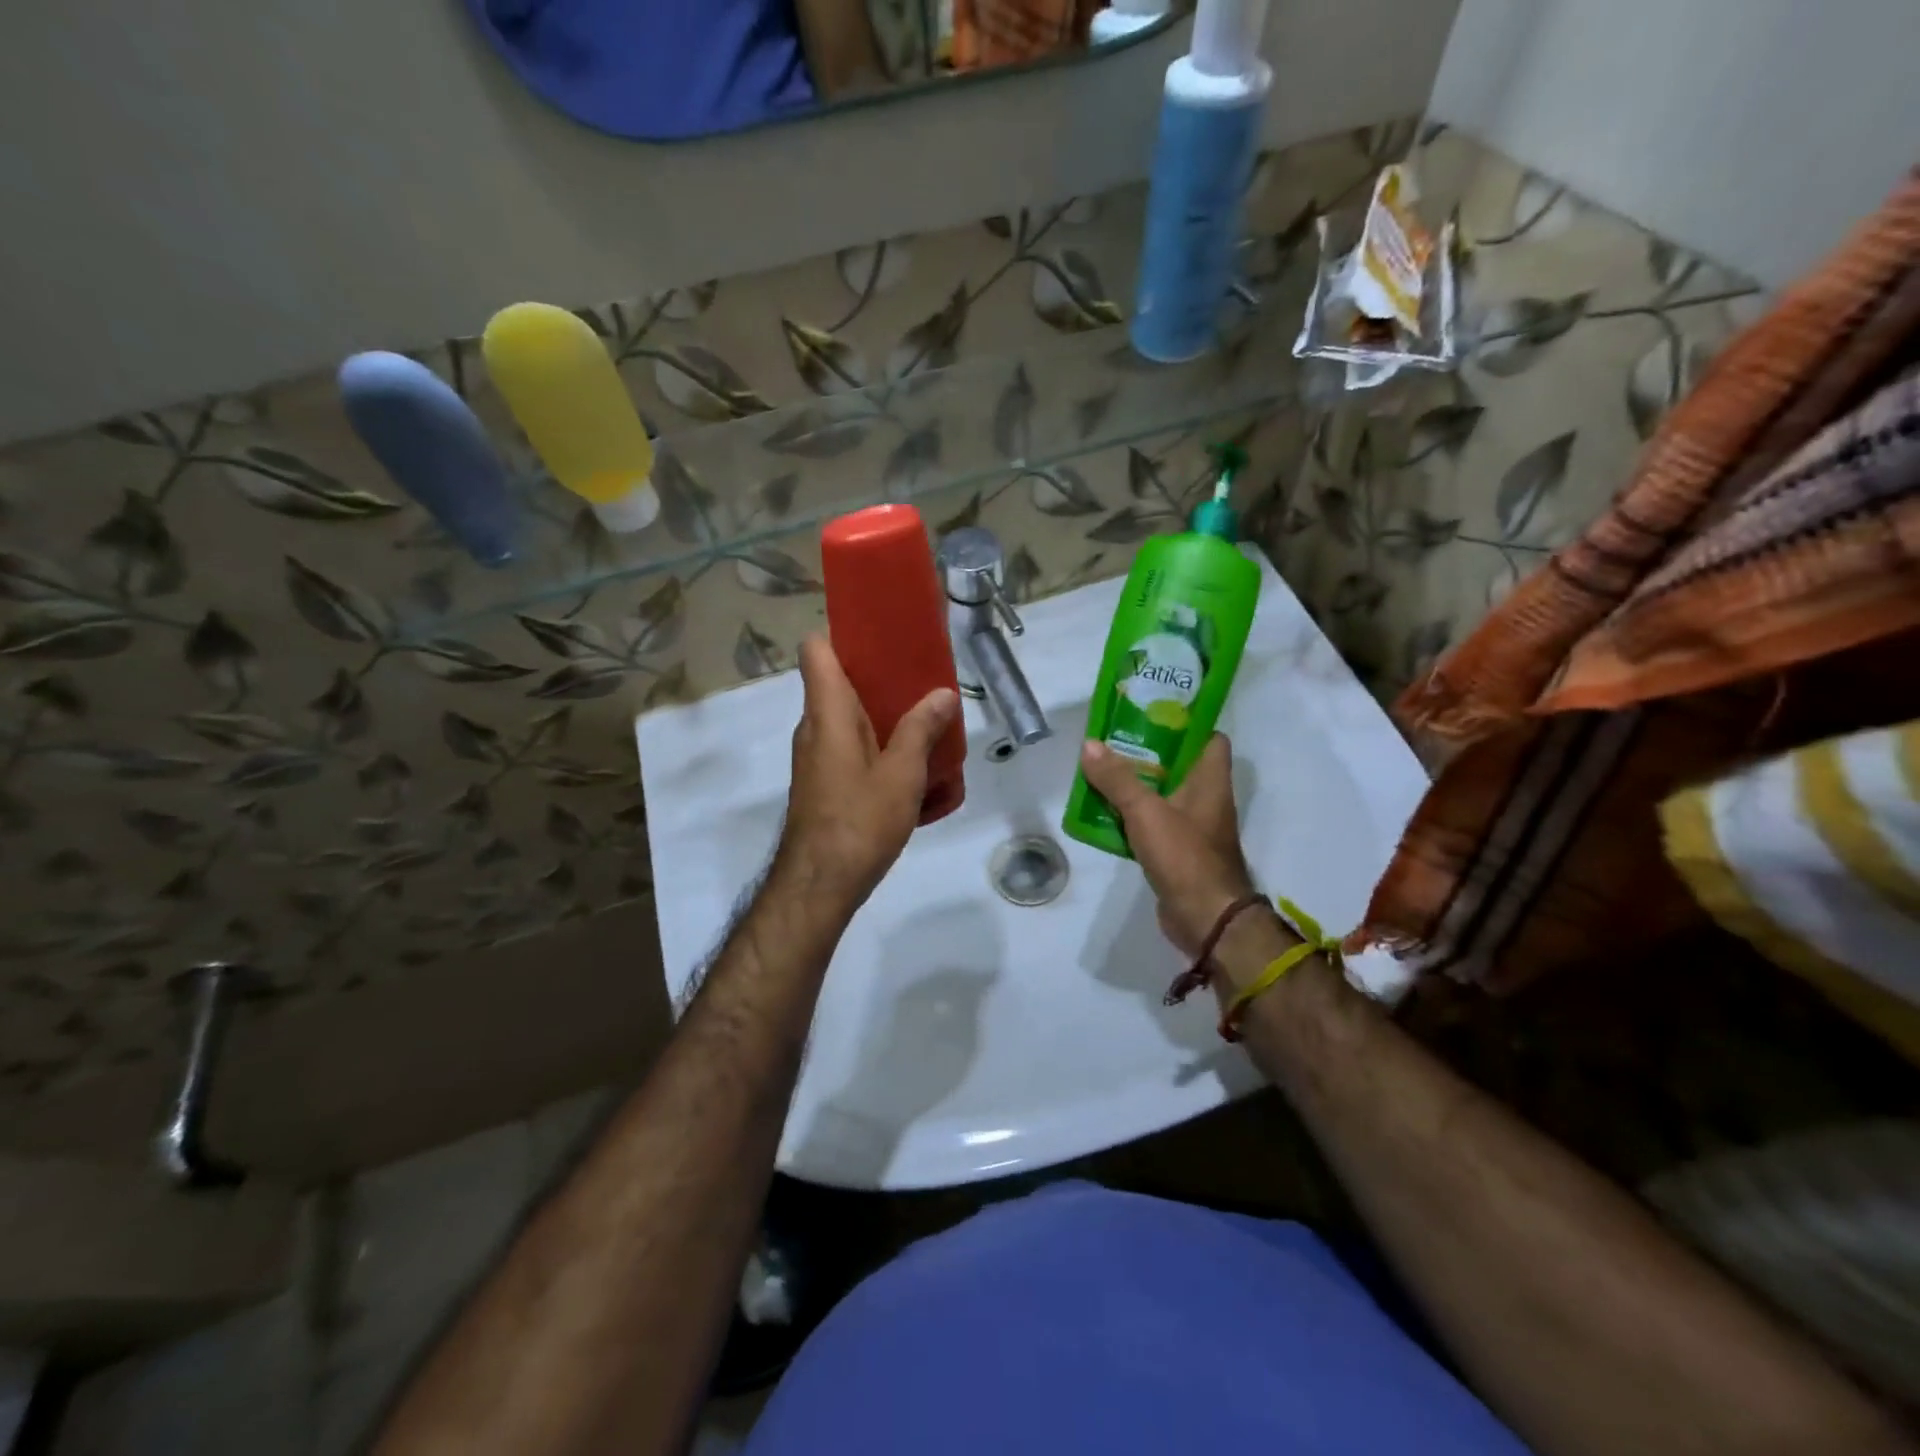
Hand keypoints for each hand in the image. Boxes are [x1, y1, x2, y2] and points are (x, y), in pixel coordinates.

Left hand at [774, 635, 958, 912]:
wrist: (819, 884)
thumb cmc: (859, 821)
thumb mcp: (901, 773)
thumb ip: (922, 729)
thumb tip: (943, 694)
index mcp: (827, 712)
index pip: (816, 650)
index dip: (842, 634)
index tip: (882, 636)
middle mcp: (814, 727)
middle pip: (838, 682)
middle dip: (879, 677)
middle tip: (921, 679)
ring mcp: (815, 757)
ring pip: (847, 718)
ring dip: (882, 715)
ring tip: (925, 720)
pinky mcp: (822, 782)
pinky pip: (848, 747)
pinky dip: (875, 745)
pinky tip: (909, 765)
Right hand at [1079, 734, 1259, 958]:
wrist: (1206, 919)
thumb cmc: (1185, 856)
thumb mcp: (1146, 811)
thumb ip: (1117, 779)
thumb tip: (1089, 745)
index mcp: (1210, 780)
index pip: (1209, 737)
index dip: (1186, 722)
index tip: (1152, 713)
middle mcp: (1206, 797)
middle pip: (1178, 763)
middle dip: (1147, 751)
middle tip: (1113, 739)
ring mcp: (1193, 826)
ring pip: (1162, 793)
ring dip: (1135, 784)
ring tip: (1101, 769)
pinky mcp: (1178, 850)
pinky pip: (1153, 821)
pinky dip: (1132, 815)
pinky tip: (1103, 810)